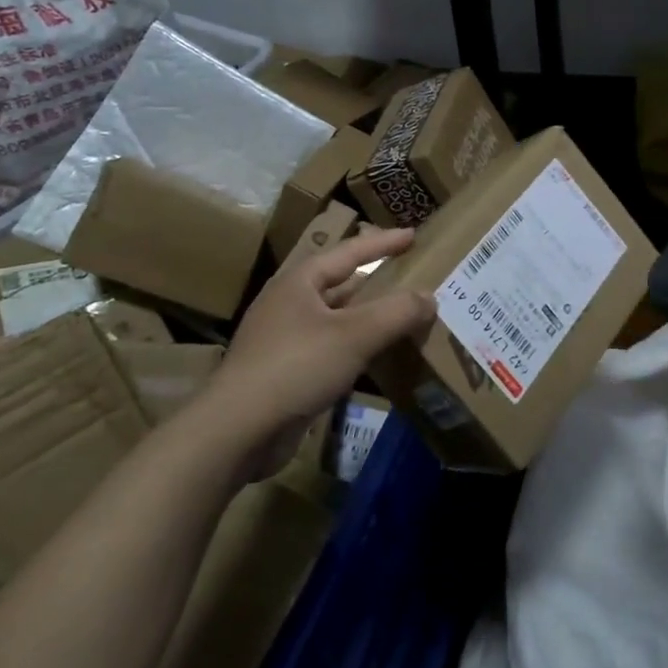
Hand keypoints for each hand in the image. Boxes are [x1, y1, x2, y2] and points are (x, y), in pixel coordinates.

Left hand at [194, 227, 434, 467]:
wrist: (237, 431)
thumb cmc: (296, 366)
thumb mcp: (355, 334)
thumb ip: (397, 312)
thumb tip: (430, 297)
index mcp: (299, 282)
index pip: (350, 252)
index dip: (384, 243)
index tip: (413, 235)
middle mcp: (288, 304)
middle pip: (341, 284)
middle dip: (376, 282)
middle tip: (410, 277)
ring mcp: (282, 339)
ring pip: (336, 319)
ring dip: (367, 318)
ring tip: (402, 317)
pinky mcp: (283, 372)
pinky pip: (329, 348)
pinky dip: (355, 347)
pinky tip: (375, 358)